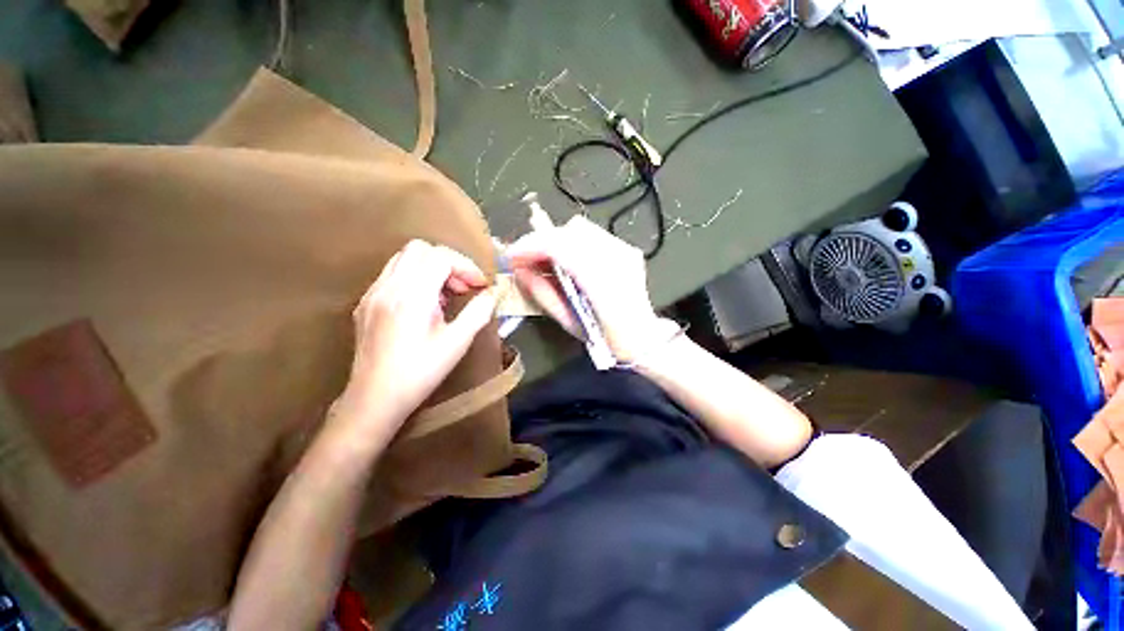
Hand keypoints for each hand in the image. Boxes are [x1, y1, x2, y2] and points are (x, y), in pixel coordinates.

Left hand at [331, 240, 496, 447]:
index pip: (440, 257)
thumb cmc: (420, 373)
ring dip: (430, 268)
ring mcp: (372, 294)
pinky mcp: (365, 304)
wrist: (374, 400)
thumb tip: (493, 293)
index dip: (466, 267)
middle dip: (448, 262)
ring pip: (403, 258)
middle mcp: (387, 287)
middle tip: (462, 288)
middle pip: (419, 249)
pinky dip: (414, 279)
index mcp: (411, 297)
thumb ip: (479, 312)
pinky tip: (423, 306)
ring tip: (445, 296)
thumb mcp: (457, 343)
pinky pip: (392, 275)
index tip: (480, 286)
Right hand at [506, 216, 669, 362]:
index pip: (560, 247)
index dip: (531, 246)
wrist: (643, 337)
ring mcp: (624, 251)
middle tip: (527, 259)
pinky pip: (592, 235)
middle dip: (542, 241)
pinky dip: (573, 243)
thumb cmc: (606, 338)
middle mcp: (616, 259)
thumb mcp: (569, 321)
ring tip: (546, 260)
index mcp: (602, 282)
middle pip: (570, 231)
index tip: (512, 256)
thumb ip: (543, 293)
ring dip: (557, 240)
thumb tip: (521, 271)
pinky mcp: (627, 249)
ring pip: (581, 229)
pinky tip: (568, 260)